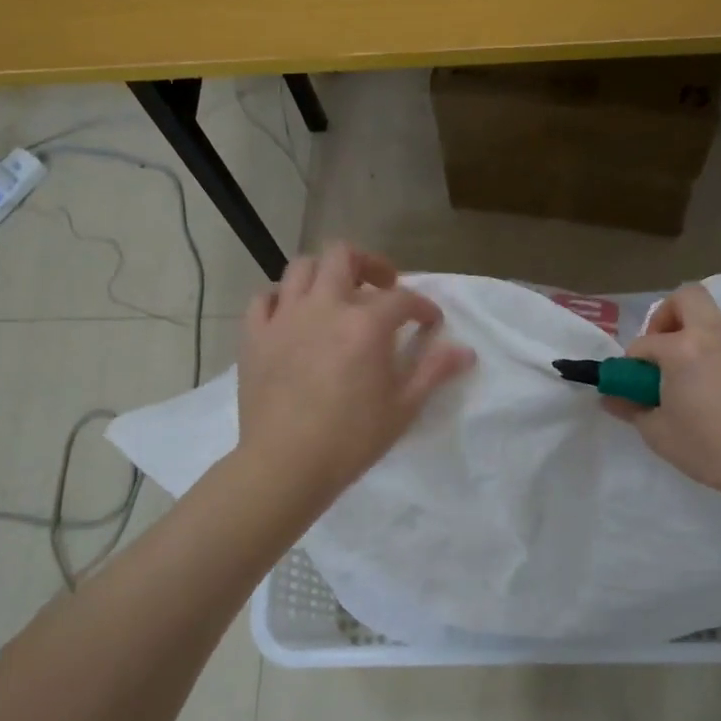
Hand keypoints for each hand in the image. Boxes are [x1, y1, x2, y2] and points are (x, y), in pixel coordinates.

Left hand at [237, 243, 474, 499]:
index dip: (422, 307)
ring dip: (324, 274)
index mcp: (365, 323)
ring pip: (302, 268)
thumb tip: (466, 351)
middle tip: (382, 286)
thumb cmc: (351, 440)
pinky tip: (292, 315)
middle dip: (369, 264)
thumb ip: (433, 371)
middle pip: (344, 256)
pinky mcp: (254, 335)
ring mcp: (284, 317)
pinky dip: (281, 298)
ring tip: (336, 296)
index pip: (402, 298)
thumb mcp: (403, 408)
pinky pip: (264, 298)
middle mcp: (324, 306)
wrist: (286, 464)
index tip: (430, 323)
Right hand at [608, 283, 720, 501]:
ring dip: (710, 350)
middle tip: (669, 354)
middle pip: (688, 298)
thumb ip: (633, 410)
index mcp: (684, 348)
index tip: (637, 385)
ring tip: (716, 393)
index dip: (634, 363)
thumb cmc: (715, 449)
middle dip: (670, 317)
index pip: (645, 343)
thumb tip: (612, 398)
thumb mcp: (661, 436)